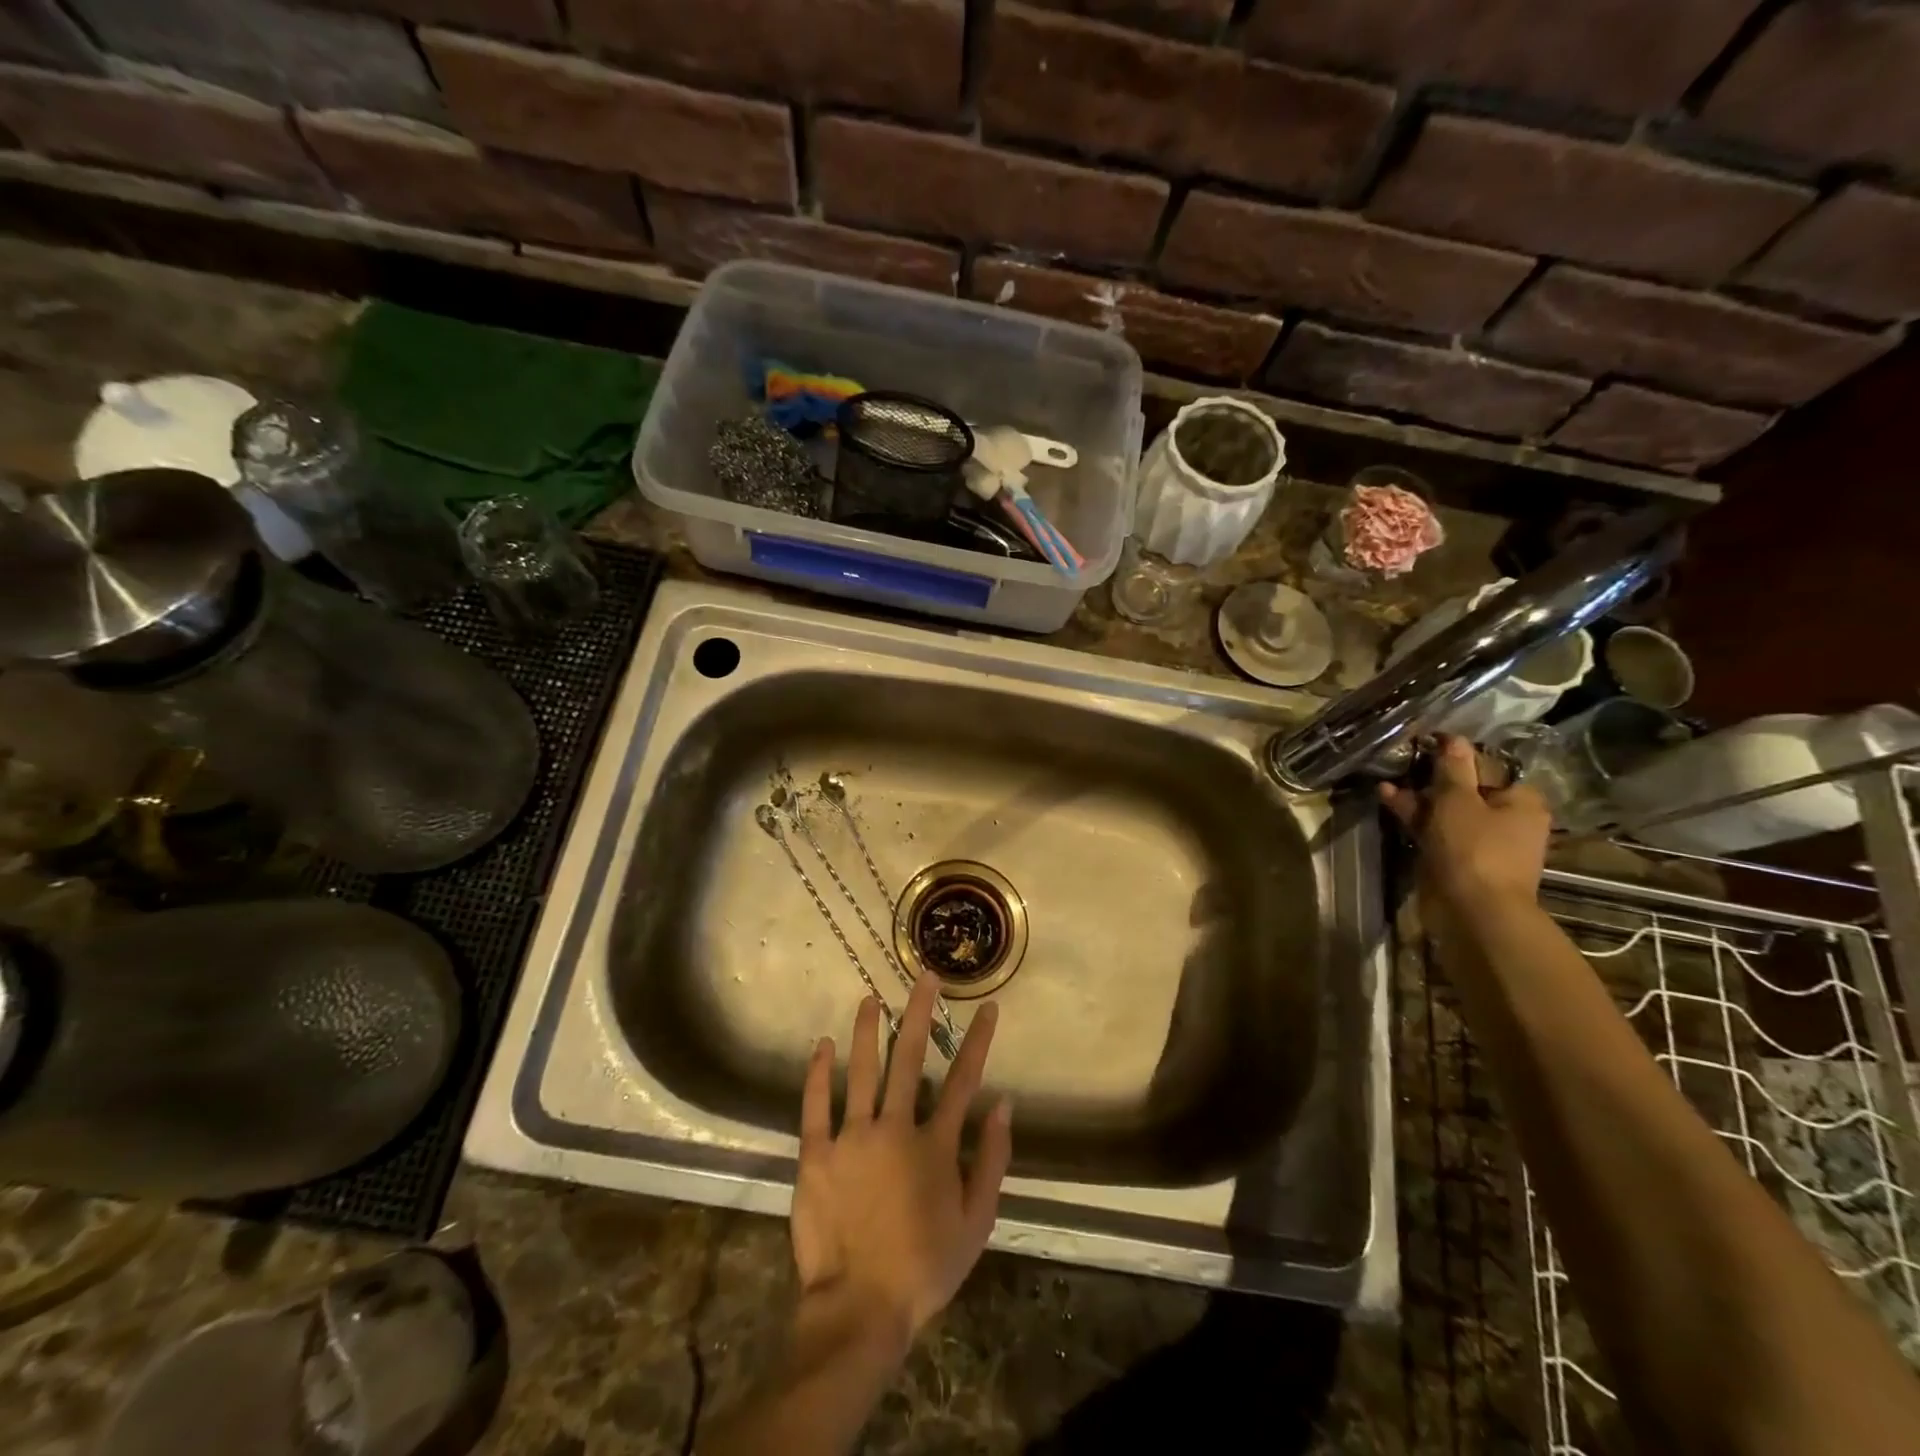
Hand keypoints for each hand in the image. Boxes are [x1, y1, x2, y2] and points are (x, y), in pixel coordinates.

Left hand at [792, 975, 1012, 1349]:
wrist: (860, 1309)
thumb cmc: (924, 1267)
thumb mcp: (975, 1222)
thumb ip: (992, 1160)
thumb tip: (1004, 1104)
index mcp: (935, 1145)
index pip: (963, 1080)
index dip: (977, 1041)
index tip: (987, 1007)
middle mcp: (895, 1128)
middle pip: (909, 1059)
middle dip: (919, 1013)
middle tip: (923, 977)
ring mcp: (852, 1138)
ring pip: (861, 1070)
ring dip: (868, 1030)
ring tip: (870, 998)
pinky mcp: (816, 1155)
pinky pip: (816, 1105)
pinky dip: (818, 1073)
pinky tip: (822, 1045)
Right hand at [1379, 734, 1550, 911]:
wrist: (1473, 911)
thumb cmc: (1473, 848)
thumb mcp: (1458, 800)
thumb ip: (1453, 769)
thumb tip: (1454, 738)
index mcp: (1521, 802)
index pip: (1490, 768)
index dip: (1457, 757)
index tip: (1427, 748)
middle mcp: (1508, 820)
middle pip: (1468, 790)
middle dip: (1434, 779)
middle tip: (1404, 764)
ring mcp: (1483, 843)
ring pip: (1448, 812)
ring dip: (1419, 799)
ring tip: (1386, 785)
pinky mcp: (1460, 861)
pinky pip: (1437, 832)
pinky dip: (1417, 819)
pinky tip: (1389, 802)